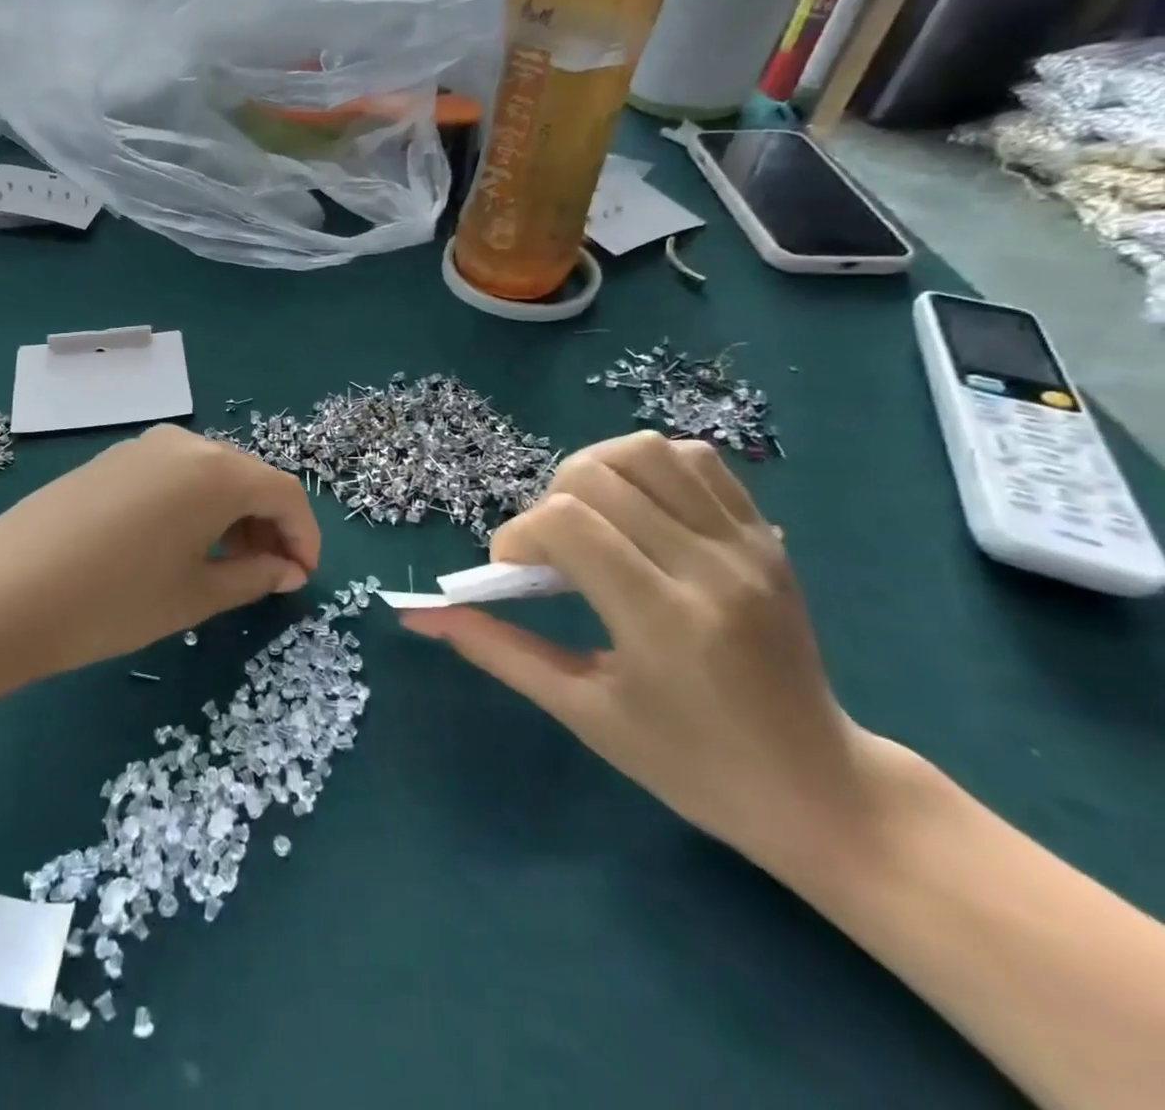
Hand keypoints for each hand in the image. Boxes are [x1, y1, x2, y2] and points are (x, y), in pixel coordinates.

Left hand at [0, 425, 318, 683]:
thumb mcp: (194, 596)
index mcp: (216, 471)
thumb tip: (287, 569)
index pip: (284, 493)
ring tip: (224, 564)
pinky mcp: (109, 459)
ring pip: (208, 474)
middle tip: (266, 575)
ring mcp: (140, 446)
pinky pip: (171, 474)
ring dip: (230, 513)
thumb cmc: (114, 601)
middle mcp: (183, 443)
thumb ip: (253, 576)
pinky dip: (192, 504)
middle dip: (267, 525)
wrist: (2, 594)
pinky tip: (177, 542)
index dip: (304, 536)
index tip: (302, 577)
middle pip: (247, 477)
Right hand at [401, 431, 883, 870]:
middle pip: (596, 475)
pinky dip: (647, 468)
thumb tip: (420, 616)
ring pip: (647, 451)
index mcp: (662, 622)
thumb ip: (497, 650)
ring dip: (593, 472)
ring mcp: (746, 545)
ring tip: (586, 519)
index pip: (566, 525)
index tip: (512, 573)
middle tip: (548, 552)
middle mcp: (708, 568)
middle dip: (547, 503)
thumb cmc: (688, 765)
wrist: (819, 788)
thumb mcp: (581, 711)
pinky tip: (634, 511)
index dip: (516, 537)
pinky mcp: (766, 537)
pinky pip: (697, 461)